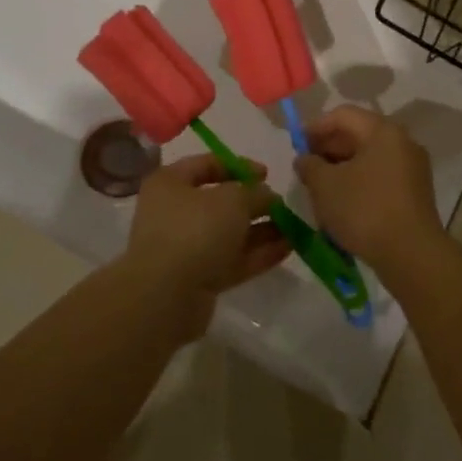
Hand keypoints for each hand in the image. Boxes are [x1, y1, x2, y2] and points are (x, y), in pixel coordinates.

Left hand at [122, 156, 286, 336]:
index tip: (267, 174)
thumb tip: (267, 196)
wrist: (166, 296)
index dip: (238, 166)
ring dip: (261, 230)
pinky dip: (257, 253)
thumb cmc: (195, 230)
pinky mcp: (198, 278)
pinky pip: (232, 260)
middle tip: (283, 204)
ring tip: (295, 228)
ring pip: (229, 233)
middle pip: (220, 202)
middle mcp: (174, 212)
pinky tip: (288, 249)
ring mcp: (185, 248)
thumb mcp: (233, 199)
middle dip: (254, 203)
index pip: (206, 165)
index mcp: (170, 183)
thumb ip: (256, 193)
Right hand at [295, 107, 442, 274]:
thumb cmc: (365, 210)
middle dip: (328, 148)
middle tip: (306, 168)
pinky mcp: (415, 192)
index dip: (315, 127)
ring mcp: (412, 168)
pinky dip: (359, 181)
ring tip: (320, 187)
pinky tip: (343, 202)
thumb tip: (305, 159)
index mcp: (383, 131)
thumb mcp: (325, 186)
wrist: (411, 255)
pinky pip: (381, 176)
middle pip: (359, 134)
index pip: (343, 115)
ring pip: (369, 157)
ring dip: (342, 167)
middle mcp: (402, 142)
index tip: (296, 145)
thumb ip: (309, 166)